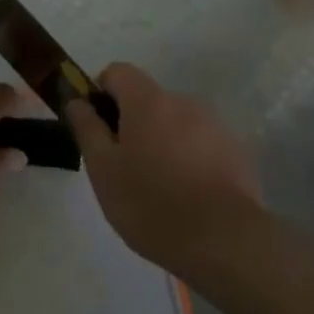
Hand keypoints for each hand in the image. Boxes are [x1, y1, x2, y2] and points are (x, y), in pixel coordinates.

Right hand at [67, 62, 262, 274]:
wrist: (224, 241)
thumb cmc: (150, 203)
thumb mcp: (103, 169)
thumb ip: (87, 128)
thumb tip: (77, 101)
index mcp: (148, 101)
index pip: (118, 72)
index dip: (101, 92)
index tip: (96, 127)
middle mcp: (183, 102)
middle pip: (148, 99)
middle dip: (131, 123)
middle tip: (122, 166)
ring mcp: (214, 126)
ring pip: (175, 123)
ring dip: (161, 141)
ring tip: (156, 186)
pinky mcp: (236, 152)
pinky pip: (200, 144)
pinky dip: (187, 159)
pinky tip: (185, 196)